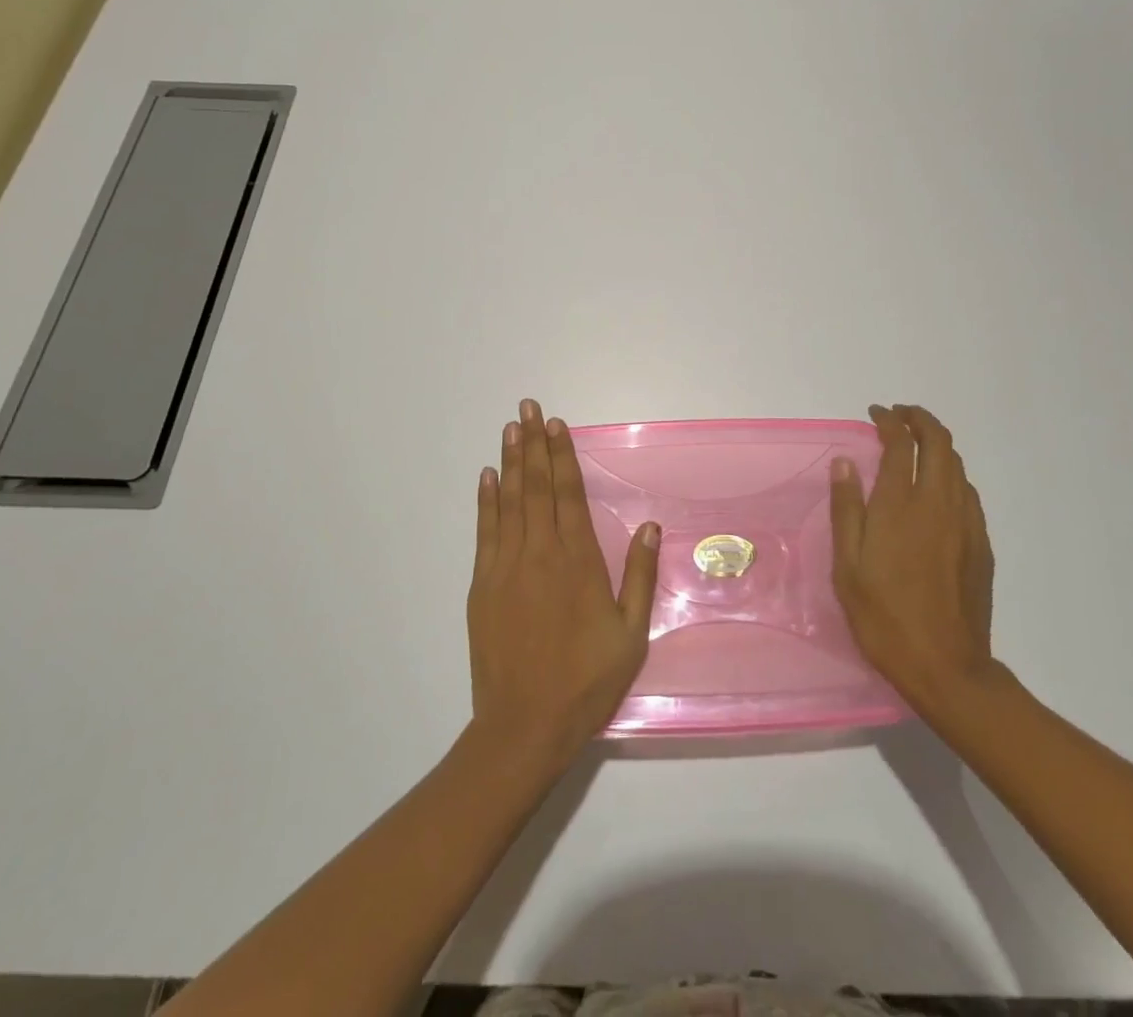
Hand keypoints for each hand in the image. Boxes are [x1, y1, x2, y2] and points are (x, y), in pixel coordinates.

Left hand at [466, 398, 662, 770]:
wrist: (525, 725)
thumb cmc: (586, 681)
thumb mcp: (630, 634)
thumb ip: (639, 576)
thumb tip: (649, 526)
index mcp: (578, 561)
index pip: (569, 494)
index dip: (563, 456)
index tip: (556, 425)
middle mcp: (541, 553)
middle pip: (537, 486)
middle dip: (533, 444)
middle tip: (528, 407)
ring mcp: (507, 566)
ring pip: (509, 501)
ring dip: (510, 461)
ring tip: (509, 428)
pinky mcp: (483, 585)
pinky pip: (485, 531)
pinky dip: (486, 501)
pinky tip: (487, 477)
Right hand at [832, 404, 999, 715]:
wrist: (946, 668)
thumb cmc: (884, 617)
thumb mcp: (847, 566)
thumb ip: (846, 509)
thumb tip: (846, 462)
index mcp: (901, 506)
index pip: (901, 444)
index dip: (889, 421)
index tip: (876, 414)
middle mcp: (938, 504)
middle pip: (940, 443)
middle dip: (920, 420)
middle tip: (899, 417)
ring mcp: (966, 524)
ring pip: (958, 466)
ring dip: (937, 445)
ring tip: (916, 448)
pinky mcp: (981, 545)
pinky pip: (968, 493)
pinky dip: (951, 475)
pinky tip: (937, 491)